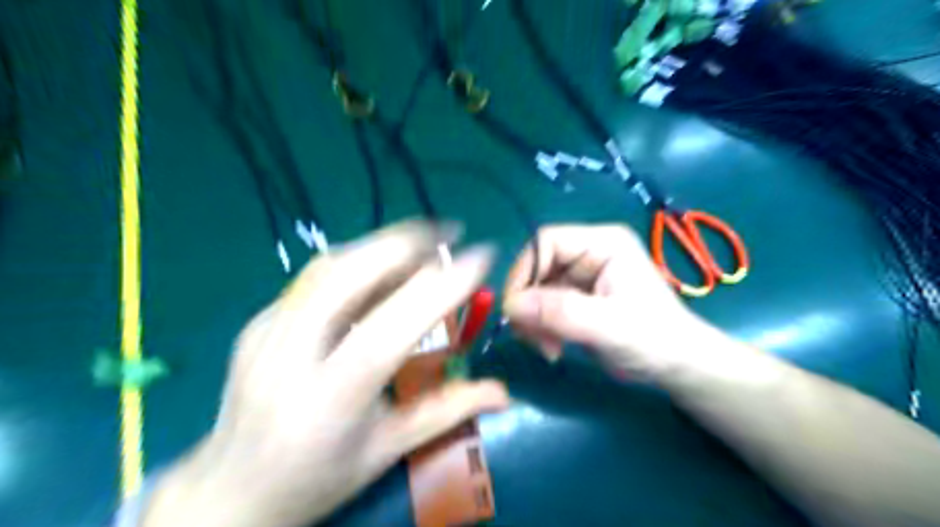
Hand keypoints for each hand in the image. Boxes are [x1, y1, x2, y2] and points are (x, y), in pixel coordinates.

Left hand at [145, 221, 510, 526]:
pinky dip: (357, 263)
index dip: (440, 287)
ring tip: (423, 245)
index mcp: (329, 399)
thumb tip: (502, 391)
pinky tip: (381, 271)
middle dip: (404, 243)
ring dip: (382, 245)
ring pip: (329, 266)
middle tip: (449, 232)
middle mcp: (289, 356)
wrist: (229, 492)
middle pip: (347, 276)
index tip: (480, 257)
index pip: (390, 329)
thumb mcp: (387, 450)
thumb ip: (447, 411)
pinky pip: (314, 279)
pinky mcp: (257, 322)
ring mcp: (265, 332)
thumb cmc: (317, 479)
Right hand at [503, 223, 709, 381]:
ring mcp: (580, 276)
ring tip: (548, 349)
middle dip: (528, 304)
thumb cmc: (654, 340)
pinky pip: (541, 307)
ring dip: (532, 321)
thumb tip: (510, 305)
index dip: (523, 271)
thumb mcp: (610, 326)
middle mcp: (588, 253)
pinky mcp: (574, 298)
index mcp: (602, 243)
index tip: (514, 310)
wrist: (676, 367)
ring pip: (534, 290)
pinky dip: (539, 329)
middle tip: (532, 338)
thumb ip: (562, 312)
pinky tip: (553, 348)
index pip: (546, 241)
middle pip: (536, 267)